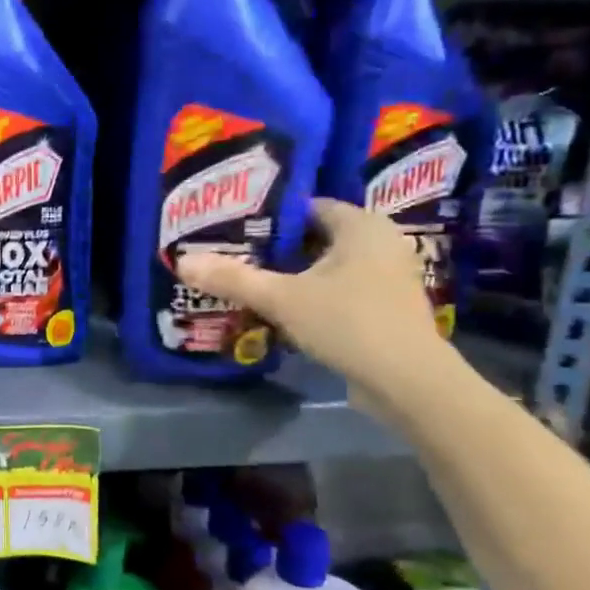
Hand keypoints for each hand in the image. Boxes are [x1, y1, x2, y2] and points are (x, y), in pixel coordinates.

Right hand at [176, 198, 453, 413]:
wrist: (408, 382)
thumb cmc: (348, 323)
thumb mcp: (281, 298)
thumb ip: (232, 278)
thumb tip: (182, 261)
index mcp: (361, 224)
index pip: (306, 207)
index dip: (268, 217)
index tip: (233, 229)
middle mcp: (380, 241)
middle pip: (315, 237)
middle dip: (276, 249)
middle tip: (234, 256)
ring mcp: (388, 276)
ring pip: (327, 267)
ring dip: (293, 276)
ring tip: (250, 283)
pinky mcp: (387, 307)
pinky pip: (340, 290)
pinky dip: (313, 296)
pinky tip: (282, 311)